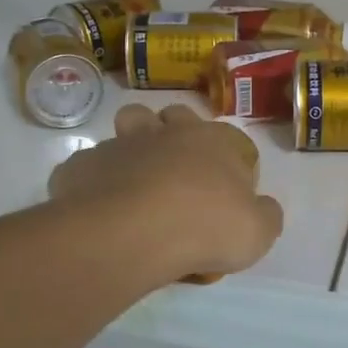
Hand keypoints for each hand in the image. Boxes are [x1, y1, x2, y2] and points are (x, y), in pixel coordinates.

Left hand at [50, 105, 284, 283]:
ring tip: (136, 182)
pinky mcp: (82, 166)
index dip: (222, 156)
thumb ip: (265, 215)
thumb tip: (263, 208)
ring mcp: (120, 145)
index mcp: (211, 141)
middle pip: (169, 116)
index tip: (223, 187)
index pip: (220, 133)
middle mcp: (165, 133)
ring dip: (131, 146)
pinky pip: (88, 167)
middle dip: (171, 134)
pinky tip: (99, 208)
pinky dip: (94, 182)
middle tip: (176, 175)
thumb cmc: (206, 226)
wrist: (134, 232)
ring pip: (125, 127)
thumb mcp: (258, 232)